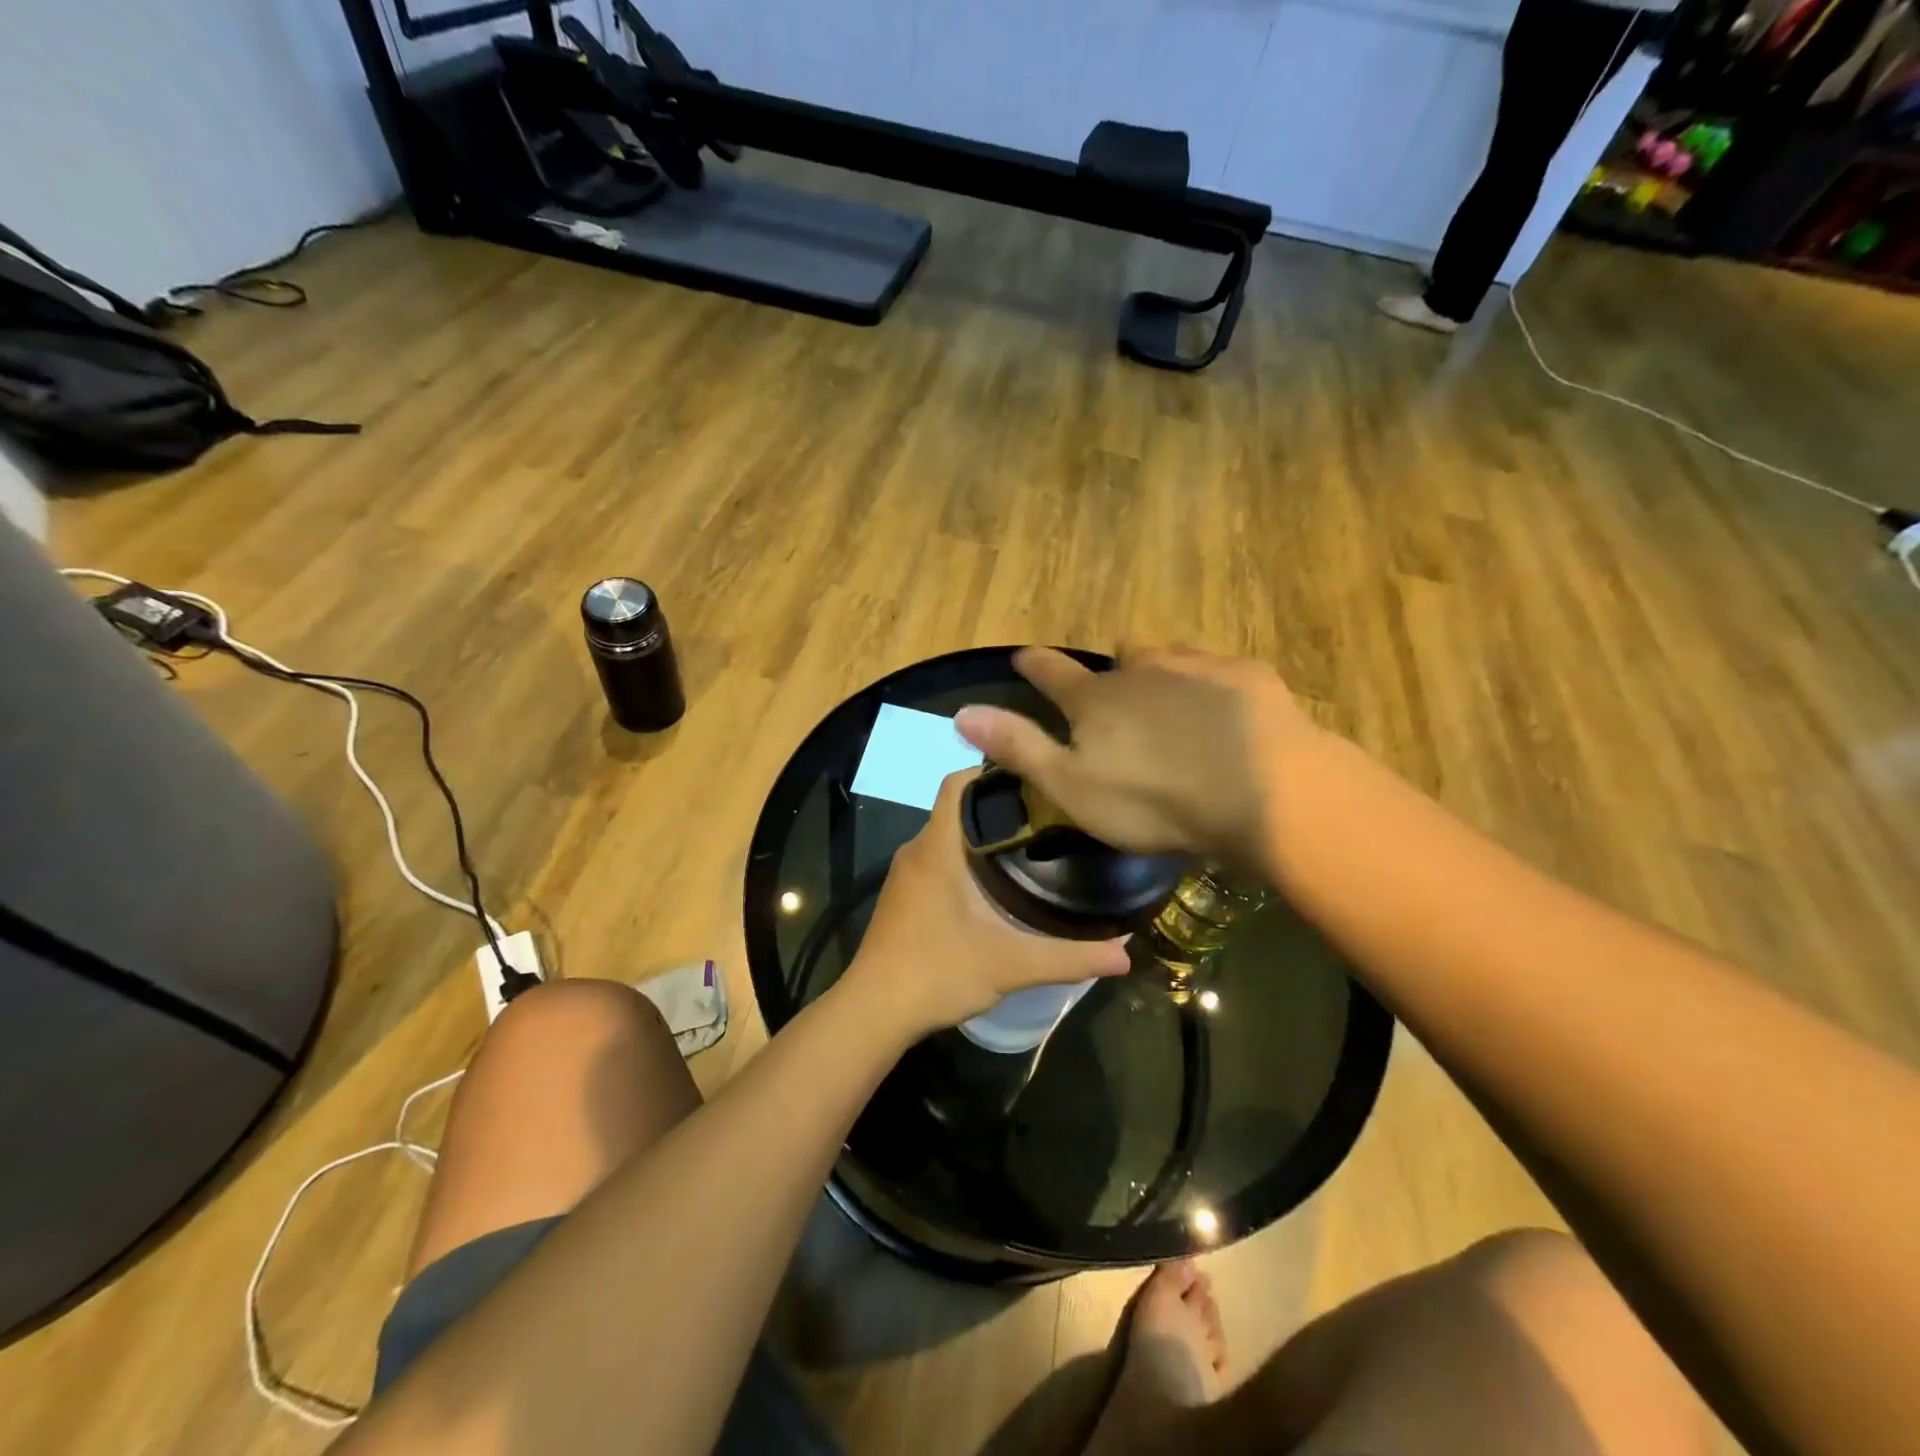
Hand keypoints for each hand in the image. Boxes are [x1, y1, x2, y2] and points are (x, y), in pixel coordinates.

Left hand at [840, 769, 1130, 1038]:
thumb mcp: (1010, 965)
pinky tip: (997, 883)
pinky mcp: (904, 895)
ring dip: (984, 834)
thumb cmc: (936, 974)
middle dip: (1000, 805)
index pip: (959, 783)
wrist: (872, 1012)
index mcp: (937, 848)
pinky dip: (967, 858)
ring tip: (1033, 844)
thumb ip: (1069, 957)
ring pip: (949, 835)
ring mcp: (906, 874)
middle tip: (1050, 814)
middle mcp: (917, 850)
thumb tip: (1126, 955)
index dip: (993, 770)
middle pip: (959, 807)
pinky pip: (939, 858)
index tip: (1037, 778)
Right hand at [952, 646, 1316, 871]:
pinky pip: (1219, 668)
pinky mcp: (1246, 676)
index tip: (1023, 657)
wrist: (1264, 794)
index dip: (1033, 665)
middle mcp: (1141, 669)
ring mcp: (1197, 666)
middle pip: (1118, 657)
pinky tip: (1226, 710)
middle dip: (1112, 670)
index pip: (1050, 671)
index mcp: (1095, 699)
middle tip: (1117, 695)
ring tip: (1169, 699)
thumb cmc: (1154, 800)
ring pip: (1168, 656)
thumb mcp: (1071, 786)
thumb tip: (962, 712)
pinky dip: (1212, 684)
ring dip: (1161, 671)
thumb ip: (1019, 746)